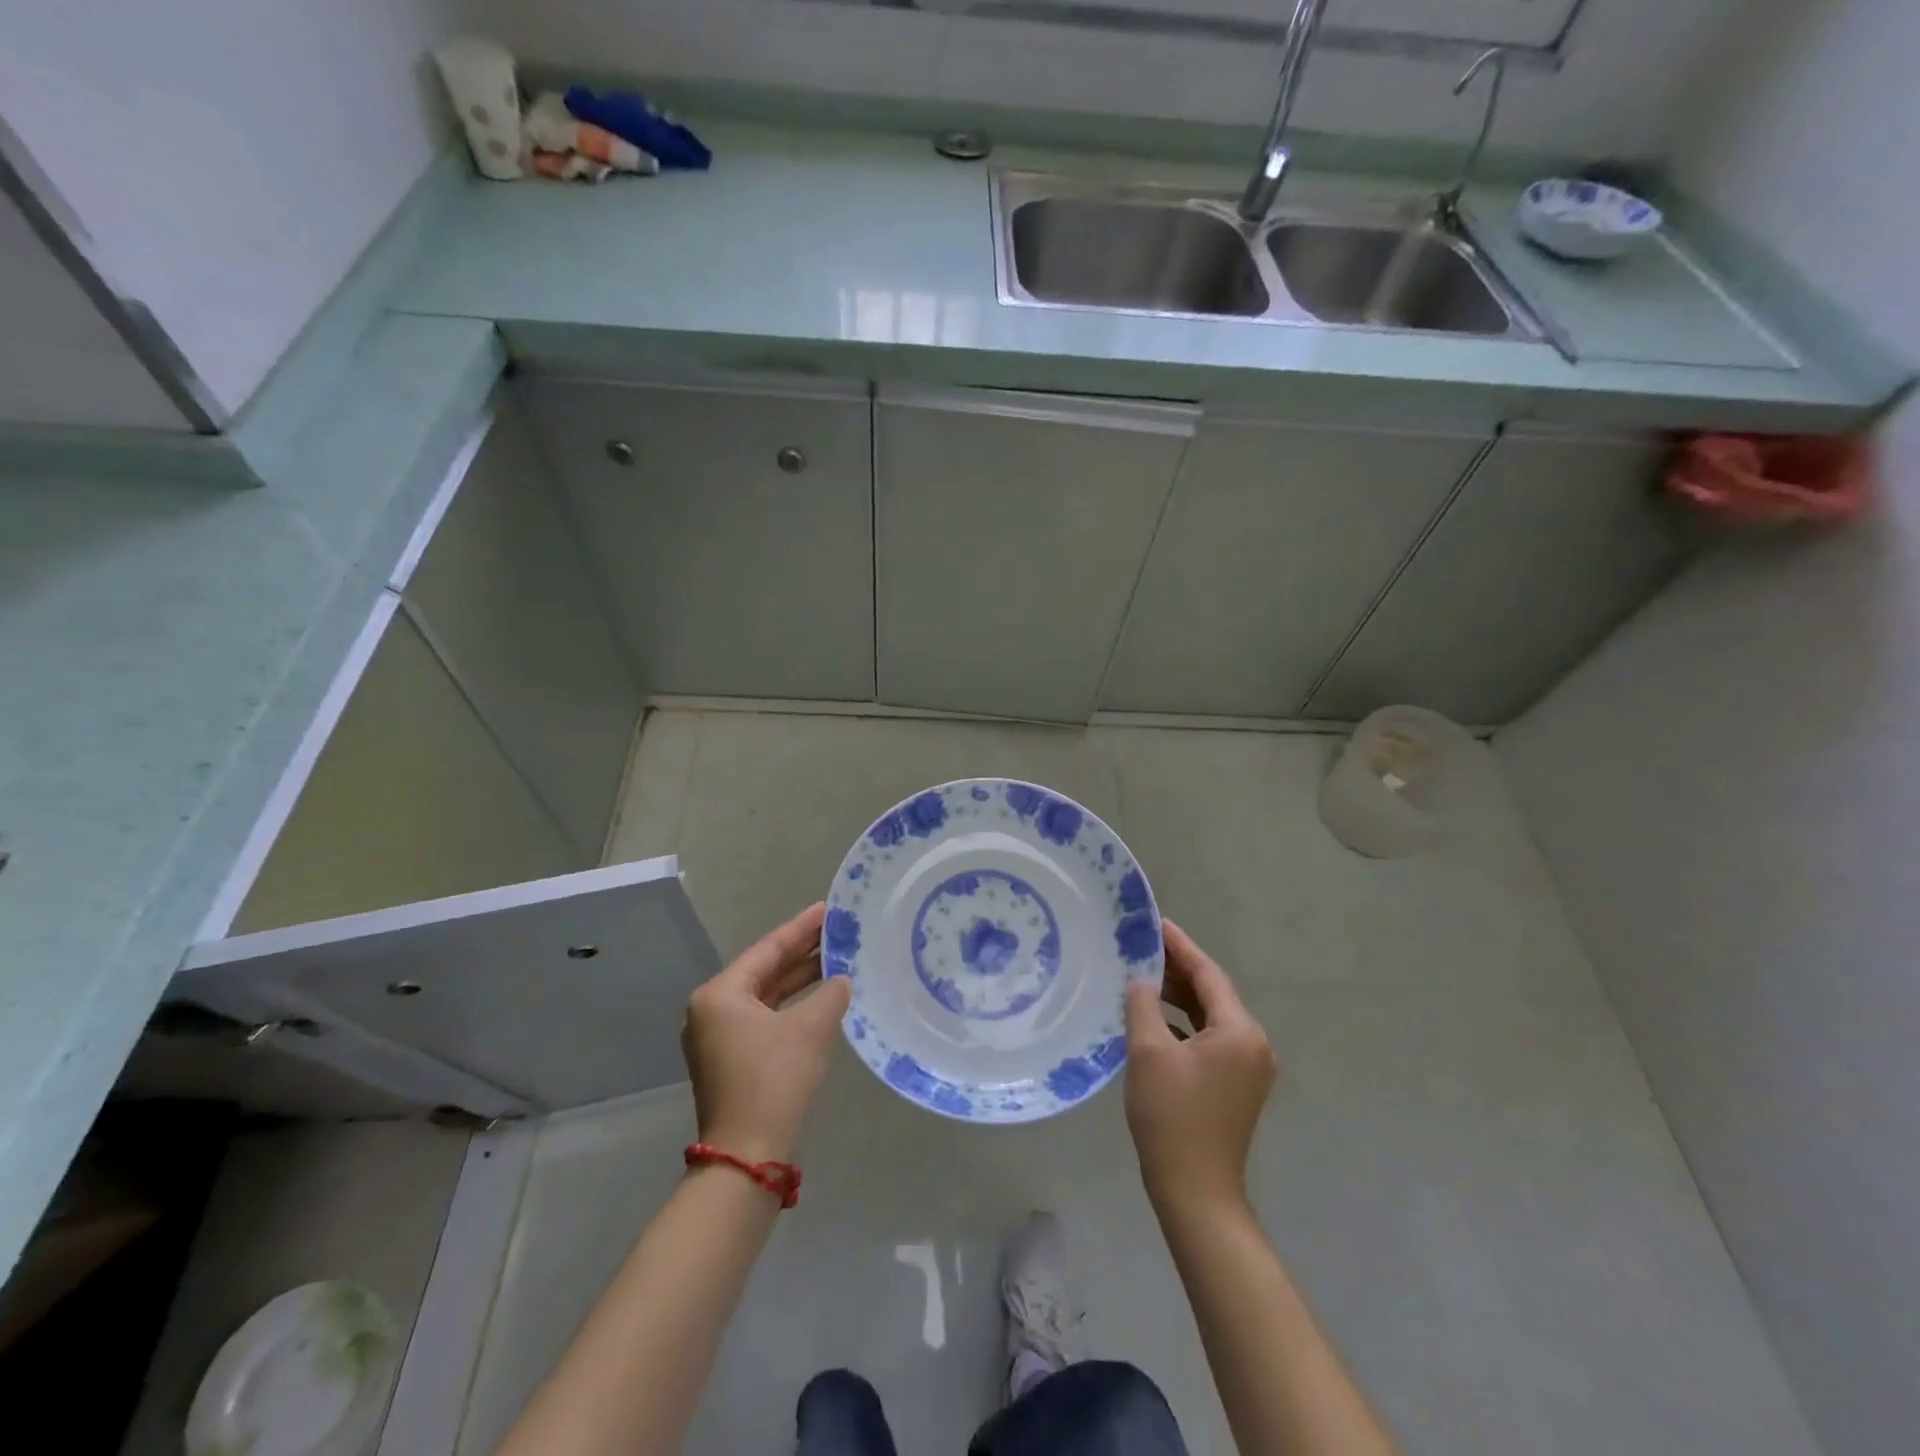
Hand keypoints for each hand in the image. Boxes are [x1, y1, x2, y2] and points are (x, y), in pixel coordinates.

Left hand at [682, 903, 850, 1163]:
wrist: (748, 1156)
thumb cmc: (774, 1080)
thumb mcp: (809, 1029)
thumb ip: (830, 995)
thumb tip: (842, 980)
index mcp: (720, 994)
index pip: (768, 950)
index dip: (801, 928)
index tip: (828, 909)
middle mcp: (712, 1010)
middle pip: (764, 971)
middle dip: (802, 953)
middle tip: (838, 931)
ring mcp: (718, 1038)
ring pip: (766, 996)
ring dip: (800, 981)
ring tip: (837, 959)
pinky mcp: (731, 1060)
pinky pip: (765, 1019)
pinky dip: (792, 1007)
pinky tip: (821, 998)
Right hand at [1124, 919, 1277, 1215]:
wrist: (1196, 1192)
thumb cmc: (1172, 1117)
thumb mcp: (1149, 1052)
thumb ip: (1143, 1004)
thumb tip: (1141, 980)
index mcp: (1239, 1032)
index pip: (1208, 974)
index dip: (1180, 946)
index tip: (1155, 923)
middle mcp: (1253, 1044)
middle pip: (1213, 993)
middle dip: (1178, 969)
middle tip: (1142, 947)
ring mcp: (1248, 1067)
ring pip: (1210, 1017)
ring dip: (1180, 997)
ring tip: (1143, 976)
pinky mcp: (1236, 1085)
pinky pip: (1210, 1038)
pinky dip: (1184, 1024)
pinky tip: (1155, 1018)